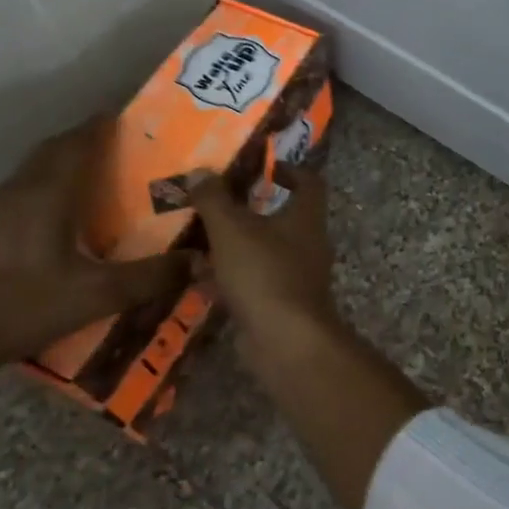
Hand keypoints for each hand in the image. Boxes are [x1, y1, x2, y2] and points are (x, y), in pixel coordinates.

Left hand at [0, 118, 190, 388]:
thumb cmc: (18, 306)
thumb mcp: (95, 296)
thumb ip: (150, 277)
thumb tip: (201, 260)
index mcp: (47, 193)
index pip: (78, 142)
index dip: (103, 125)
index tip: (131, 117)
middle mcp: (19, 191)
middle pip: (54, 150)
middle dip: (87, 140)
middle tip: (124, 147)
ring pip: (35, 171)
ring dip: (65, 163)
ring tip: (100, 178)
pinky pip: (23, 192)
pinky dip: (49, 188)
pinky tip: (62, 219)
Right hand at [187, 166, 338, 339]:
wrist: (285, 341)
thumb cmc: (264, 273)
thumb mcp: (232, 229)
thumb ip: (214, 199)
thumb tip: (200, 171)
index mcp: (306, 217)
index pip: (310, 182)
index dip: (289, 169)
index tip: (262, 167)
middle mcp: (308, 243)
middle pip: (282, 217)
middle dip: (249, 210)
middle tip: (216, 203)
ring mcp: (297, 276)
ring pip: (263, 251)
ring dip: (235, 245)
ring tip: (198, 239)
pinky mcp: (281, 304)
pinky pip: (254, 281)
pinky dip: (230, 278)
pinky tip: (199, 278)